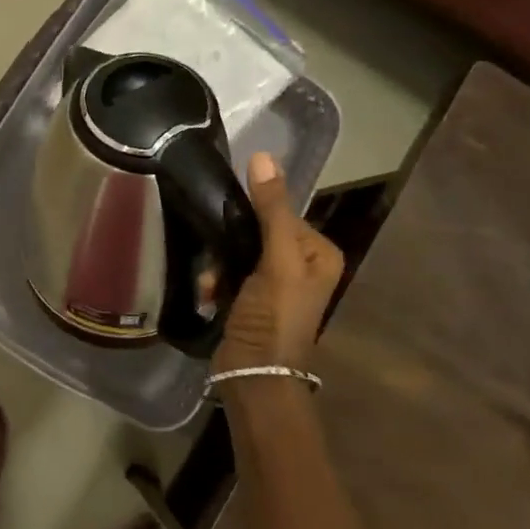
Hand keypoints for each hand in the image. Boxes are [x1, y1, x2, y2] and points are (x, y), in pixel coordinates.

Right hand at [214, 152, 344, 384]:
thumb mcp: (277, 260)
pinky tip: (209, 294)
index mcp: (319, 252)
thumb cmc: (275, 316)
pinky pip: (229, 271)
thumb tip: (262, 154)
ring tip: (211, 284)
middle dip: (231, 244)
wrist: (254, 374)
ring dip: (219, 264)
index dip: (252, 217)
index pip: (280, 212)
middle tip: (218, 262)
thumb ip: (271, 208)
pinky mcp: (251, 298)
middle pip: (256, 230)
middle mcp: (302, 264)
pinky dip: (216, 281)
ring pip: (237, 250)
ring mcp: (275, 283)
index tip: (230, 230)